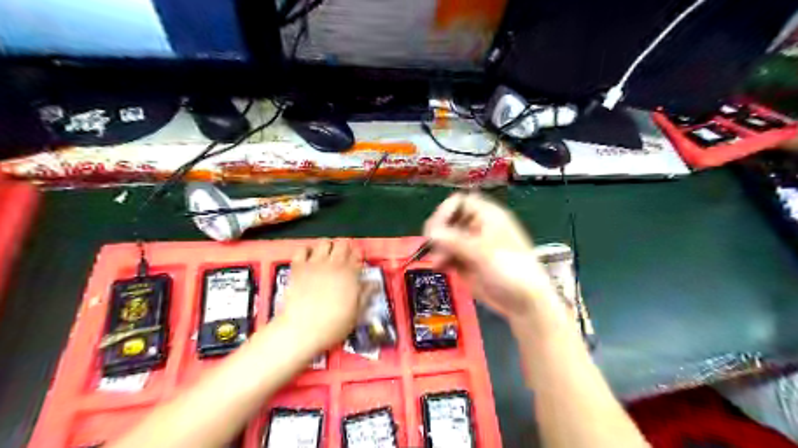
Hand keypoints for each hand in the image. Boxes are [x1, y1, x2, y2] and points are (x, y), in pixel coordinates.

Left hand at [280, 239, 363, 351]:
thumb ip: (365, 294)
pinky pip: (302, 250)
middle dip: (344, 249)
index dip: (358, 257)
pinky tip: (308, 260)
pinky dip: (306, 252)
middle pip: (342, 244)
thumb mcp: (356, 312)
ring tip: (326, 257)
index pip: (358, 254)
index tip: (356, 264)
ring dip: (327, 247)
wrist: (302, 330)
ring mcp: (315, 263)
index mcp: (351, 274)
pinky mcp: (297, 267)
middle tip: (342, 260)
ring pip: (324, 242)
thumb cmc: (334, 324)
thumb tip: (373, 283)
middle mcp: (334, 263)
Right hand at [423, 190, 566, 329]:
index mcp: (487, 216)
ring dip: (438, 248)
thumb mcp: (483, 253)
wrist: (523, 302)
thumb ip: (455, 241)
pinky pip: (447, 255)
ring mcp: (470, 245)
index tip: (436, 229)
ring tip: (439, 262)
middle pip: (448, 220)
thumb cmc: (510, 270)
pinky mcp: (465, 262)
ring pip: (444, 238)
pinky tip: (440, 268)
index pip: (459, 202)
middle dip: (439, 232)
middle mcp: (476, 227)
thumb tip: (430, 233)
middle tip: (432, 246)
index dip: (445, 212)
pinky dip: (441, 260)